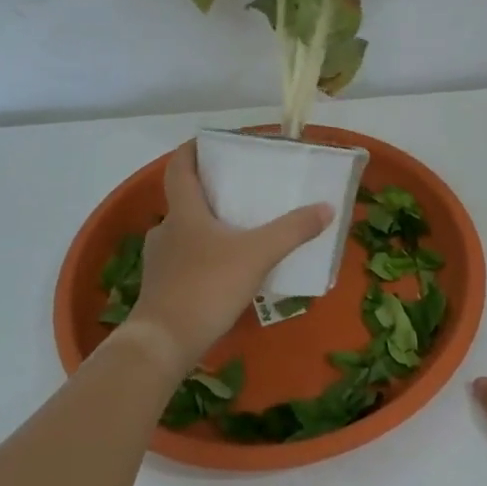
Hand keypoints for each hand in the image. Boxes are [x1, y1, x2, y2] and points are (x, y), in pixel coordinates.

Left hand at [122, 142, 334, 378]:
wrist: (164, 342)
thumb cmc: (206, 286)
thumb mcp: (257, 255)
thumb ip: (292, 230)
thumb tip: (326, 208)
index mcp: (184, 211)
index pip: (179, 167)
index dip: (191, 151)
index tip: (209, 143)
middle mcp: (166, 229)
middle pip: (184, 200)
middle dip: (209, 193)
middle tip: (239, 192)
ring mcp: (159, 261)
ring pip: (184, 233)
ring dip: (207, 228)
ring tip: (238, 234)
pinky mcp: (161, 288)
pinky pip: (184, 261)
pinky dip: (203, 258)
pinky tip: (225, 272)